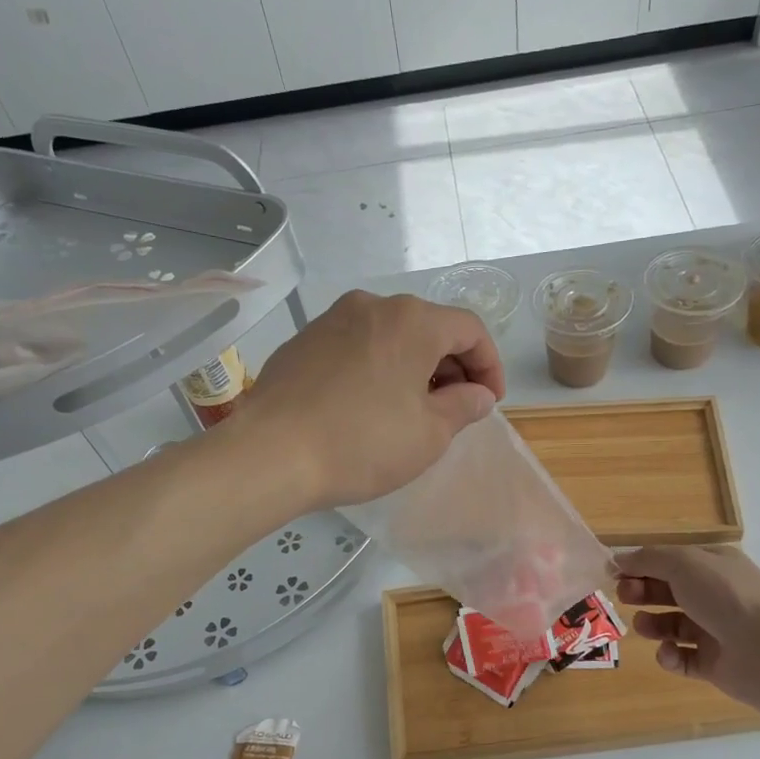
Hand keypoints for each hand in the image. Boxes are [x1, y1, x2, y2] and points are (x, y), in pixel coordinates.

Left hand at [235, 291, 504, 508]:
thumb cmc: (362, 443)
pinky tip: (370, 406)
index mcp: (412, 319)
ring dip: (414, 367)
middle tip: (455, 409)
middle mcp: (372, 305)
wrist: (270, 453)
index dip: (489, 365)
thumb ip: (463, 406)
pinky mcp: (304, 341)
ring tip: (413, 410)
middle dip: (451, 366)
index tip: (490, 403)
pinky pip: (358, 346)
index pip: (470, 329)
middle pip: (429, 327)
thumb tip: (477, 394)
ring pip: (391, 336)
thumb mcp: (429, 434)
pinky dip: (378, 368)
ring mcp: (332, 319)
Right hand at [616, 545, 759, 708]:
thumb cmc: (723, 596)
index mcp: (713, 566)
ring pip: (672, 625)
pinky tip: (669, 652)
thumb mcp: (682, 563)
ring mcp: (715, 631)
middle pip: (669, 591)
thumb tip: (617, 559)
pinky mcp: (713, 663)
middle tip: (624, 596)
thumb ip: (647, 559)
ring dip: (652, 624)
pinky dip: (670, 655)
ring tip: (644, 626)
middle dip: (643, 591)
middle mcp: (715, 596)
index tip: (615, 572)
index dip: (642, 565)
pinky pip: (682, 658)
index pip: (672, 561)